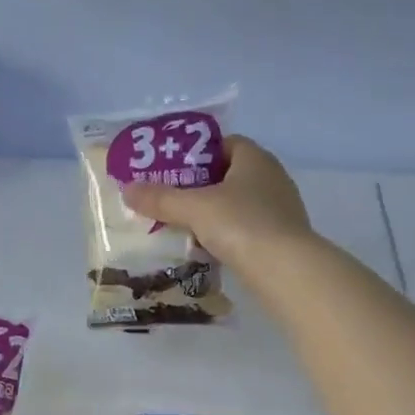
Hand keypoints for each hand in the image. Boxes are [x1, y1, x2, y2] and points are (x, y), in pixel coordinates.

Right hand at [121, 136, 312, 268]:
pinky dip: (228, 236)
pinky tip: (209, 250)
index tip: (172, 170)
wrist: (286, 270)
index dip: (197, 153)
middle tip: (171, 200)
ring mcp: (281, 209)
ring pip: (238, 205)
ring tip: (184, 227)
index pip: (224, 144)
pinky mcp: (282, 238)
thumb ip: (161, 199)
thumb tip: (127, 189)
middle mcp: (272, 178)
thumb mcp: (194, 209)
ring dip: (214, 214)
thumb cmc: (241, 225)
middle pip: (229, 175)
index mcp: (255, 158)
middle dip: (201, 187)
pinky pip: (247, 229)